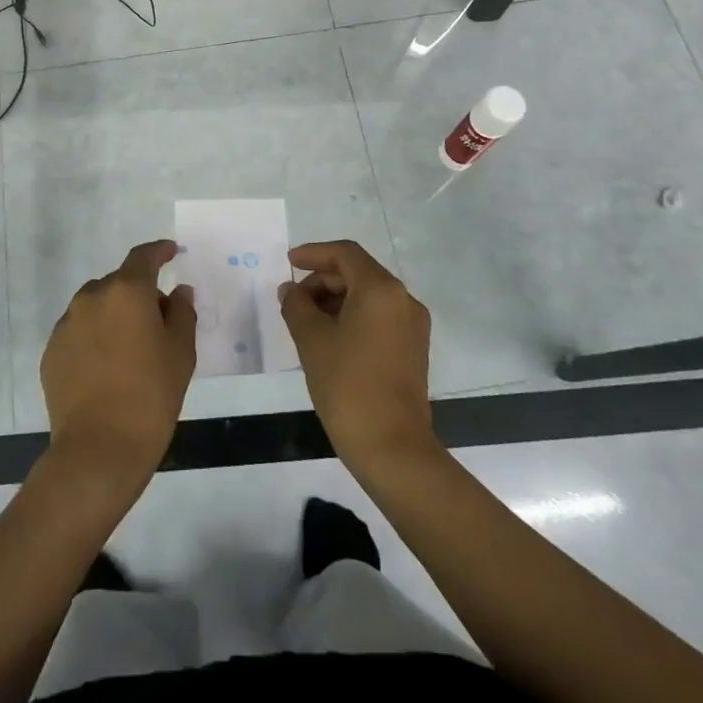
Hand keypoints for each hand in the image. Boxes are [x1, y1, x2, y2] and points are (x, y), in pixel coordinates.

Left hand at [41, 240, 196, 488]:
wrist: (98, 450)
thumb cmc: (151, 396)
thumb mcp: (181, 353)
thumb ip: (181, 313)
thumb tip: (178, 293)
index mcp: (126, 291)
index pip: (143, 257)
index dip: (159, 251)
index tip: (171, 251)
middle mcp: (92, 297)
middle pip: (119, 283)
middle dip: (139, 294)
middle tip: (158, 322)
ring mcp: (67, 324)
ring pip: (96, 306)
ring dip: (114, 316)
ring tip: (130, 349)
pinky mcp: (51, 352)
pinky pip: (79, 332)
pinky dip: (95, 338)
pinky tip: (107, 368)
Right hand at [280, 240, 436, 471]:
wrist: (393, 449)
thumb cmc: (348, 386)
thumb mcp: (312, 340)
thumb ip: (296, 305)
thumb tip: (291, 290)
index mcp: (381, 289)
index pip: (345, 254)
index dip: (314, 253)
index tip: (289, 262)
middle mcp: (403, 300)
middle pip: (358, 273)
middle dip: (322, 280)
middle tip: (293, 300)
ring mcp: (412, 327)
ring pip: (368, 296)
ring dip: (336, 300)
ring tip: (306, 322)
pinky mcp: (413, 350)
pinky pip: (378, 318)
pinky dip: (352, 317)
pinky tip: (329, 339)